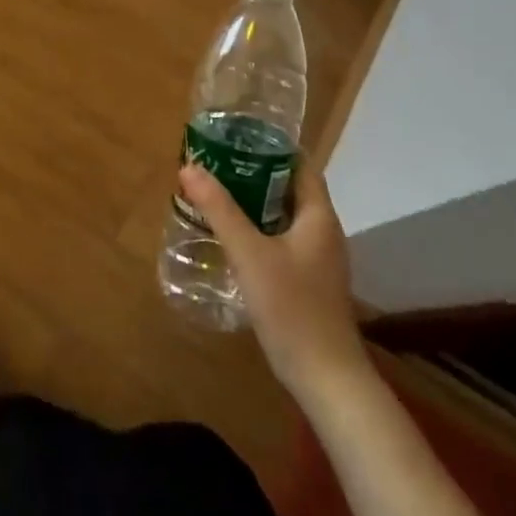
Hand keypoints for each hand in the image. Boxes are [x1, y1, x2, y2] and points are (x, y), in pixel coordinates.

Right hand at [179, 162, 369, 397]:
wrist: (326, 378)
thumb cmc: (292, 308)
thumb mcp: (250, 253)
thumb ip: (220, 209)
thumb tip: (189, 166)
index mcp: (319, 216)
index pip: (300, 165)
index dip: (272, 147)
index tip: (236, 137)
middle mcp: (323, 232)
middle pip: (290, 189)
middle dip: (255, 174)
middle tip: (216, 164)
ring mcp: (318, 259)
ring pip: (284, 217)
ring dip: (255, 203)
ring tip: (216, 194)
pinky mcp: (308, 282)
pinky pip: (282, 241)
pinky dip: (259, 230)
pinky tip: (231, 238)